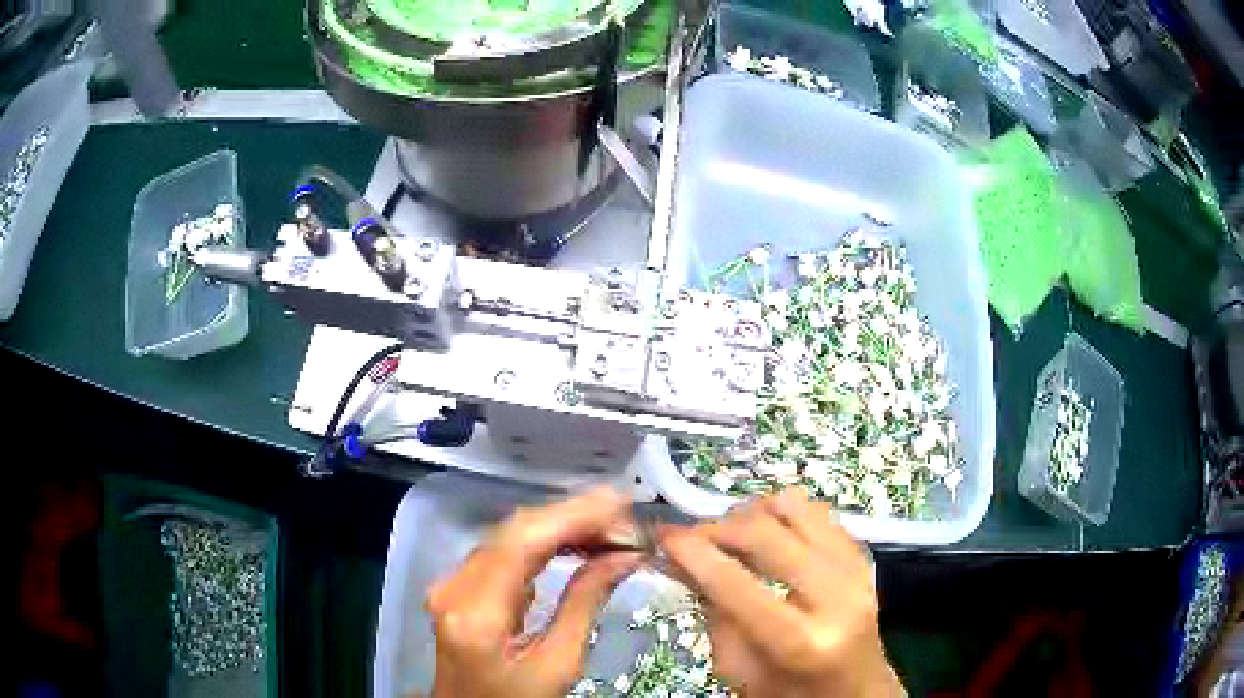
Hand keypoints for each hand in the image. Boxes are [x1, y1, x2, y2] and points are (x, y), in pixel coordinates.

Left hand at [426, 488, 642, 697]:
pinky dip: (545, 540)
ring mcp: (452, 583)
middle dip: (574, 517)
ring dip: (562, 525)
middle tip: (627, 518)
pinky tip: (579, 540)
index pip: (522, 543)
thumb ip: (585, 603)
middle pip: (515, 531)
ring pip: (511, 535)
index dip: (572, 515)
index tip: (621, 503)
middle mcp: (455, 587)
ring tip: (613, 527)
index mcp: (476, 613)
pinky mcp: (460, 584)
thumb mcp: (559, 663)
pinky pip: (506, 550)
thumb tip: (624, 556)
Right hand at [659, 488, 900, 696]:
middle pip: (768, 534)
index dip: (694, 553)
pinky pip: (818, 513)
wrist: (853, 691)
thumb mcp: (738, 671)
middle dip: (719, 527)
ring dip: (753, 513)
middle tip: (691, 536)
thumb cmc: (788, 694)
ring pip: (796, 508)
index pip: (738, 585)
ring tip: (731, 535)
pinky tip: (767, 536)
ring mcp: (857, 571)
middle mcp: (837, 598)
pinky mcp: (863, 557)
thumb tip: (682, 560)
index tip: (663, 536)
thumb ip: (713, 614)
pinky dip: (783, 515)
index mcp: (802, 643)